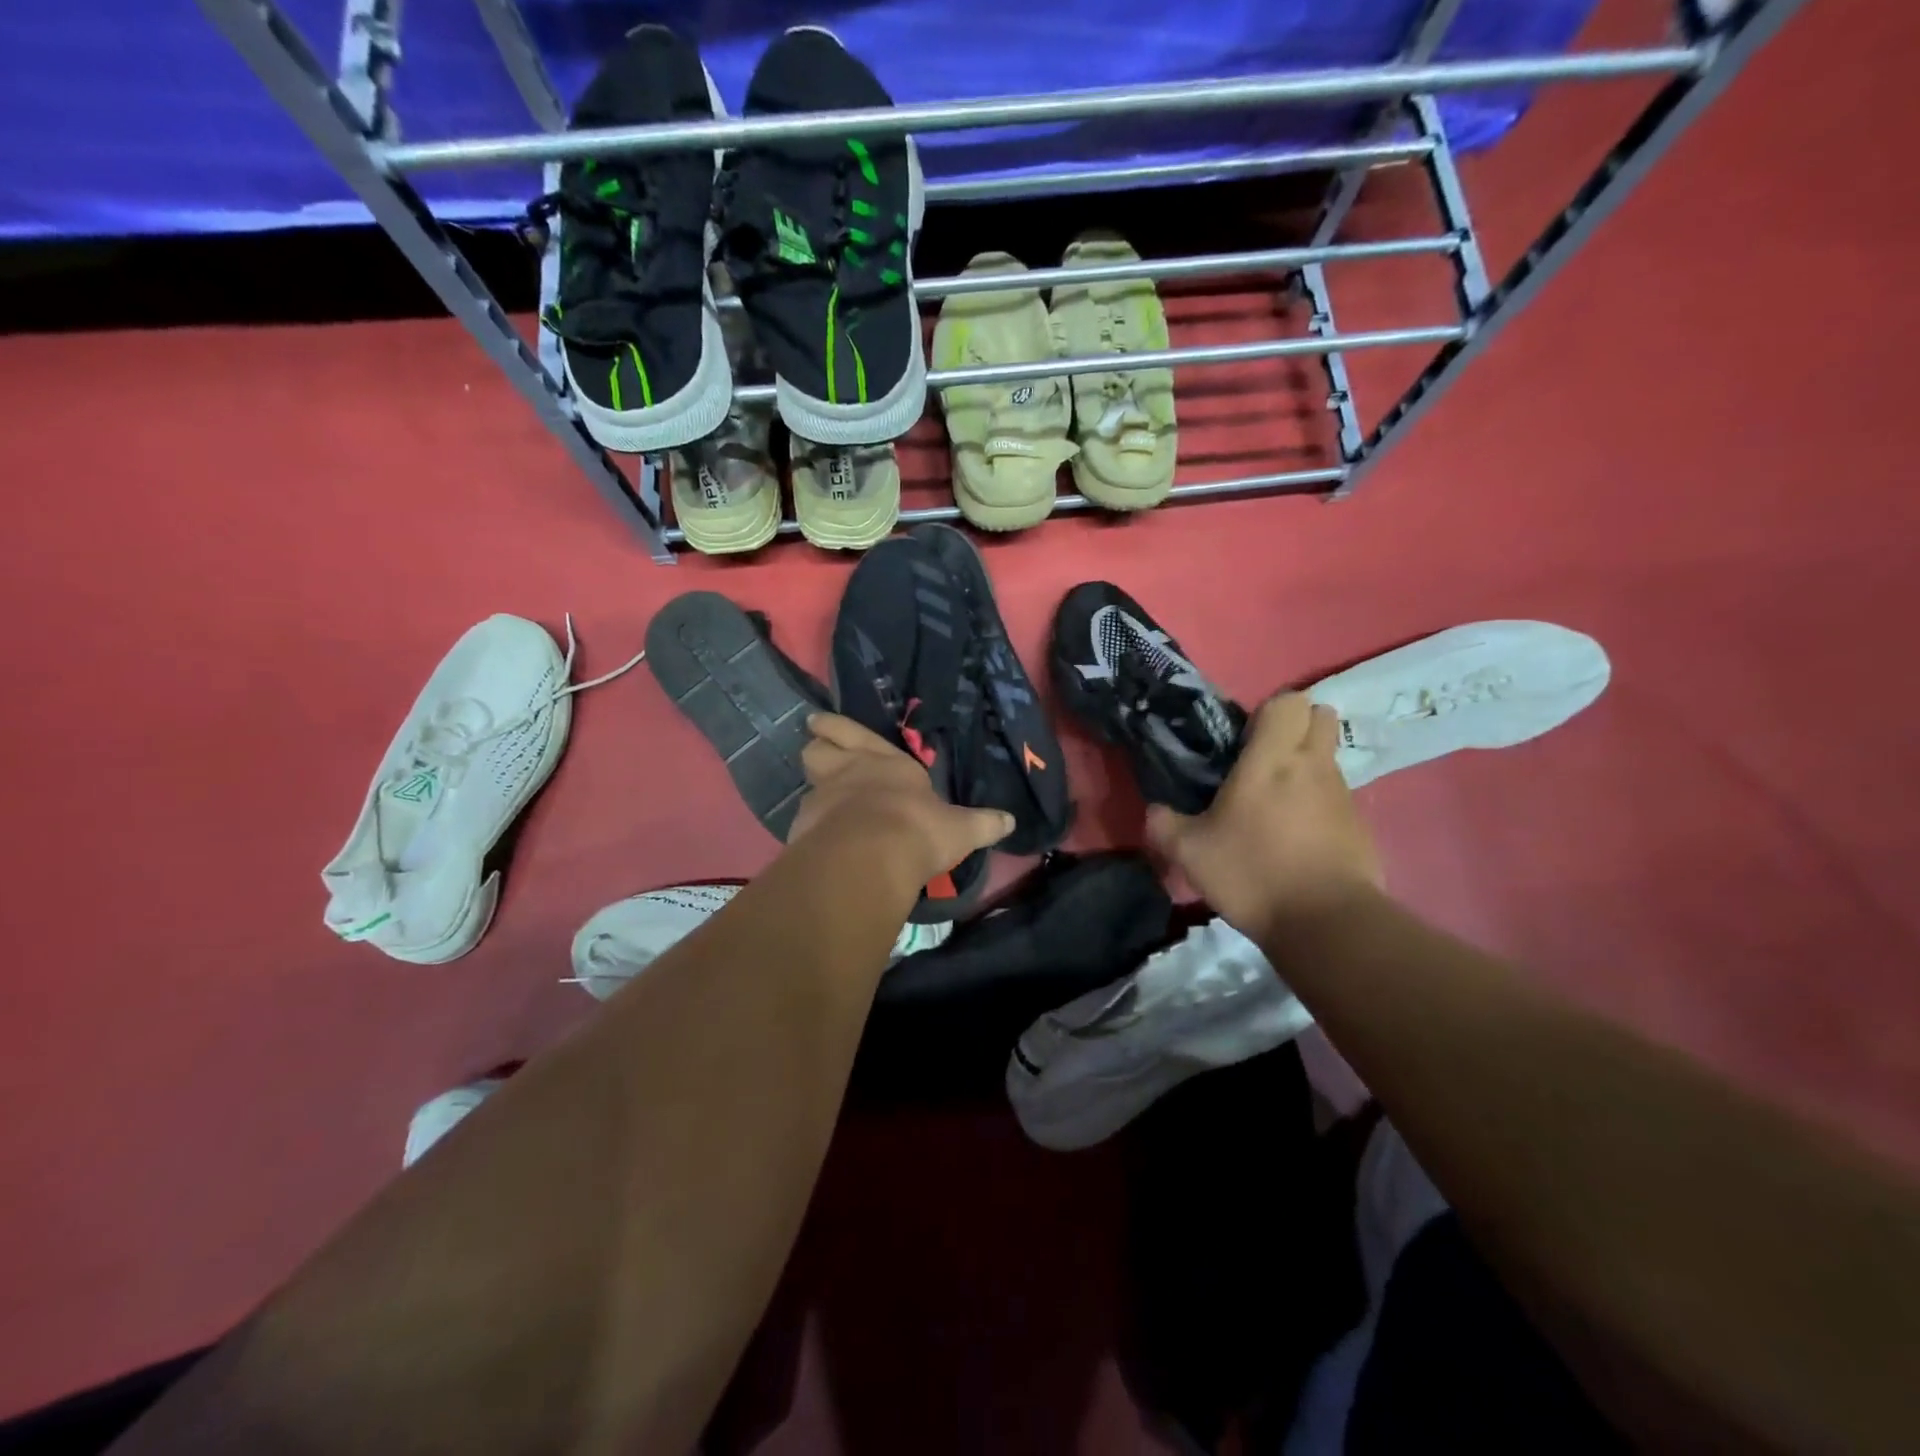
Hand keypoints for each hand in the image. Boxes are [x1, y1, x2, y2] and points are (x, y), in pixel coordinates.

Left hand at [790, 713, 1013, 890]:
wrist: (871, 858)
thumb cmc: (919, 829)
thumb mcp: (960, 829)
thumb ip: (982, 824)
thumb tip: (1010, 821)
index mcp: (886, 761)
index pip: (854, 733)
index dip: (835, 727)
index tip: (818, 722)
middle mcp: (849, 771)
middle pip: (818, 749)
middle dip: (818, 747)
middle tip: (816, 747)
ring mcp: (823, 798)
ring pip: (808, 781)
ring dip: (814, 786)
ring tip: (821, 798)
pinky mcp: (805, 828)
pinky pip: (805, 819)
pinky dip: (811, 825)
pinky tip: (820, 839)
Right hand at [1146, 692, 1381, 939]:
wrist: (1326, 923)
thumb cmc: (1253, 873)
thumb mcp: (1189, 853)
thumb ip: (1164, 825)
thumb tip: (1154, 811)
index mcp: (1272, 759)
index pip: (1289, 701)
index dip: (1268, 712)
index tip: (1244, 739)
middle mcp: (1314, 765)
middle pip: (1321, 716)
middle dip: (1297, 727)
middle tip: (1265, 760)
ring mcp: (1343, 795)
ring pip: (1329, 758)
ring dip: (1307, 767)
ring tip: (1277, 805)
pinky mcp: (1360, 825)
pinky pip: (1338, 797)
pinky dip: (1320, 804)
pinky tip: (1297, 839)